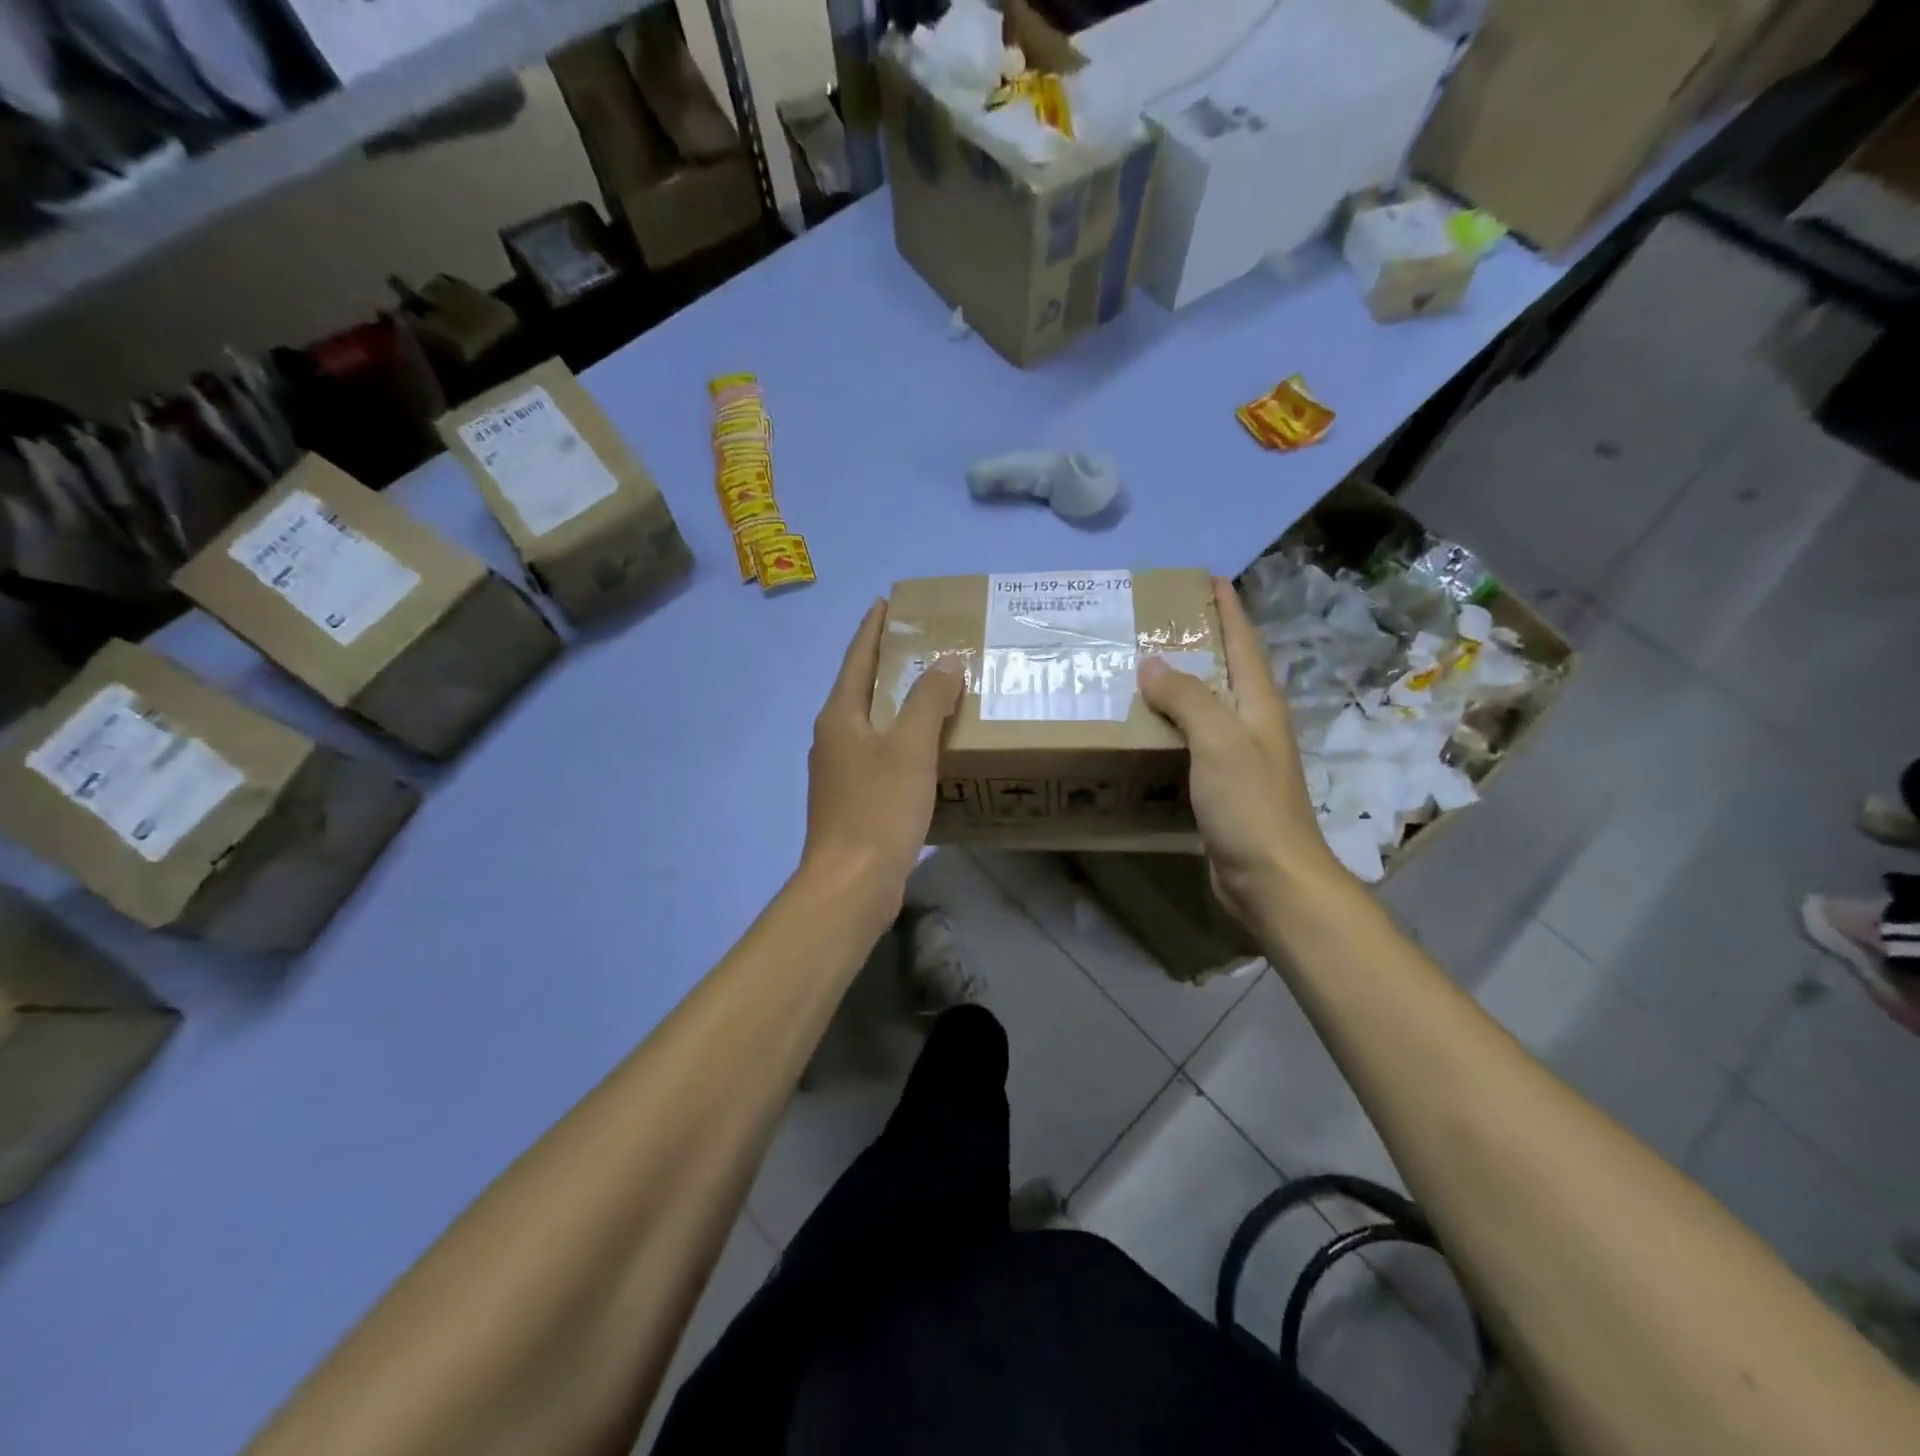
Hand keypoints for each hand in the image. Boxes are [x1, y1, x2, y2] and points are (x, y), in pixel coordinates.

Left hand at [801, 600, 964, 910]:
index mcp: (839, 716)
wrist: (852, 883)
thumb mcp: (910, 748)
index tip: (886, 602)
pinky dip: (904, 740)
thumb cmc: (878, 808)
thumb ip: (929, 701)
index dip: (872, 629)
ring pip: (873, 724)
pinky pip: (881, 754)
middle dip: (890, 665)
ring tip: (935, 690)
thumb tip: (946, 662)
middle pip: (863, 689)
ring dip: (900, 704)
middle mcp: (833, 738)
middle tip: (925, 644)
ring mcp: (840, 772)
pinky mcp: (854, 800)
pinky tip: (929, 748)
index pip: (857, 659)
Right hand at [1139, 577, 1353, 923]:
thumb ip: (1187, 698)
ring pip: (1204, 707)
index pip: (1243, 641)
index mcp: (1259, 703)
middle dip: (1195, 641)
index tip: (1204, 578)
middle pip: (1224, 670)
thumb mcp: (1219, 741)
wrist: (1271, 878)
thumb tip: (1152, 662)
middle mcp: (1251, 723)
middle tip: (1150, 624)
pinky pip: (1190, 742)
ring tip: (1135, 670)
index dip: (1227, 607)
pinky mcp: (1220, 786)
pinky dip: (1167, 727)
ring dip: (1176, 686)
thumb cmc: (1251, 804)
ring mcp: (1237, 756)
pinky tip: (1141, 729)